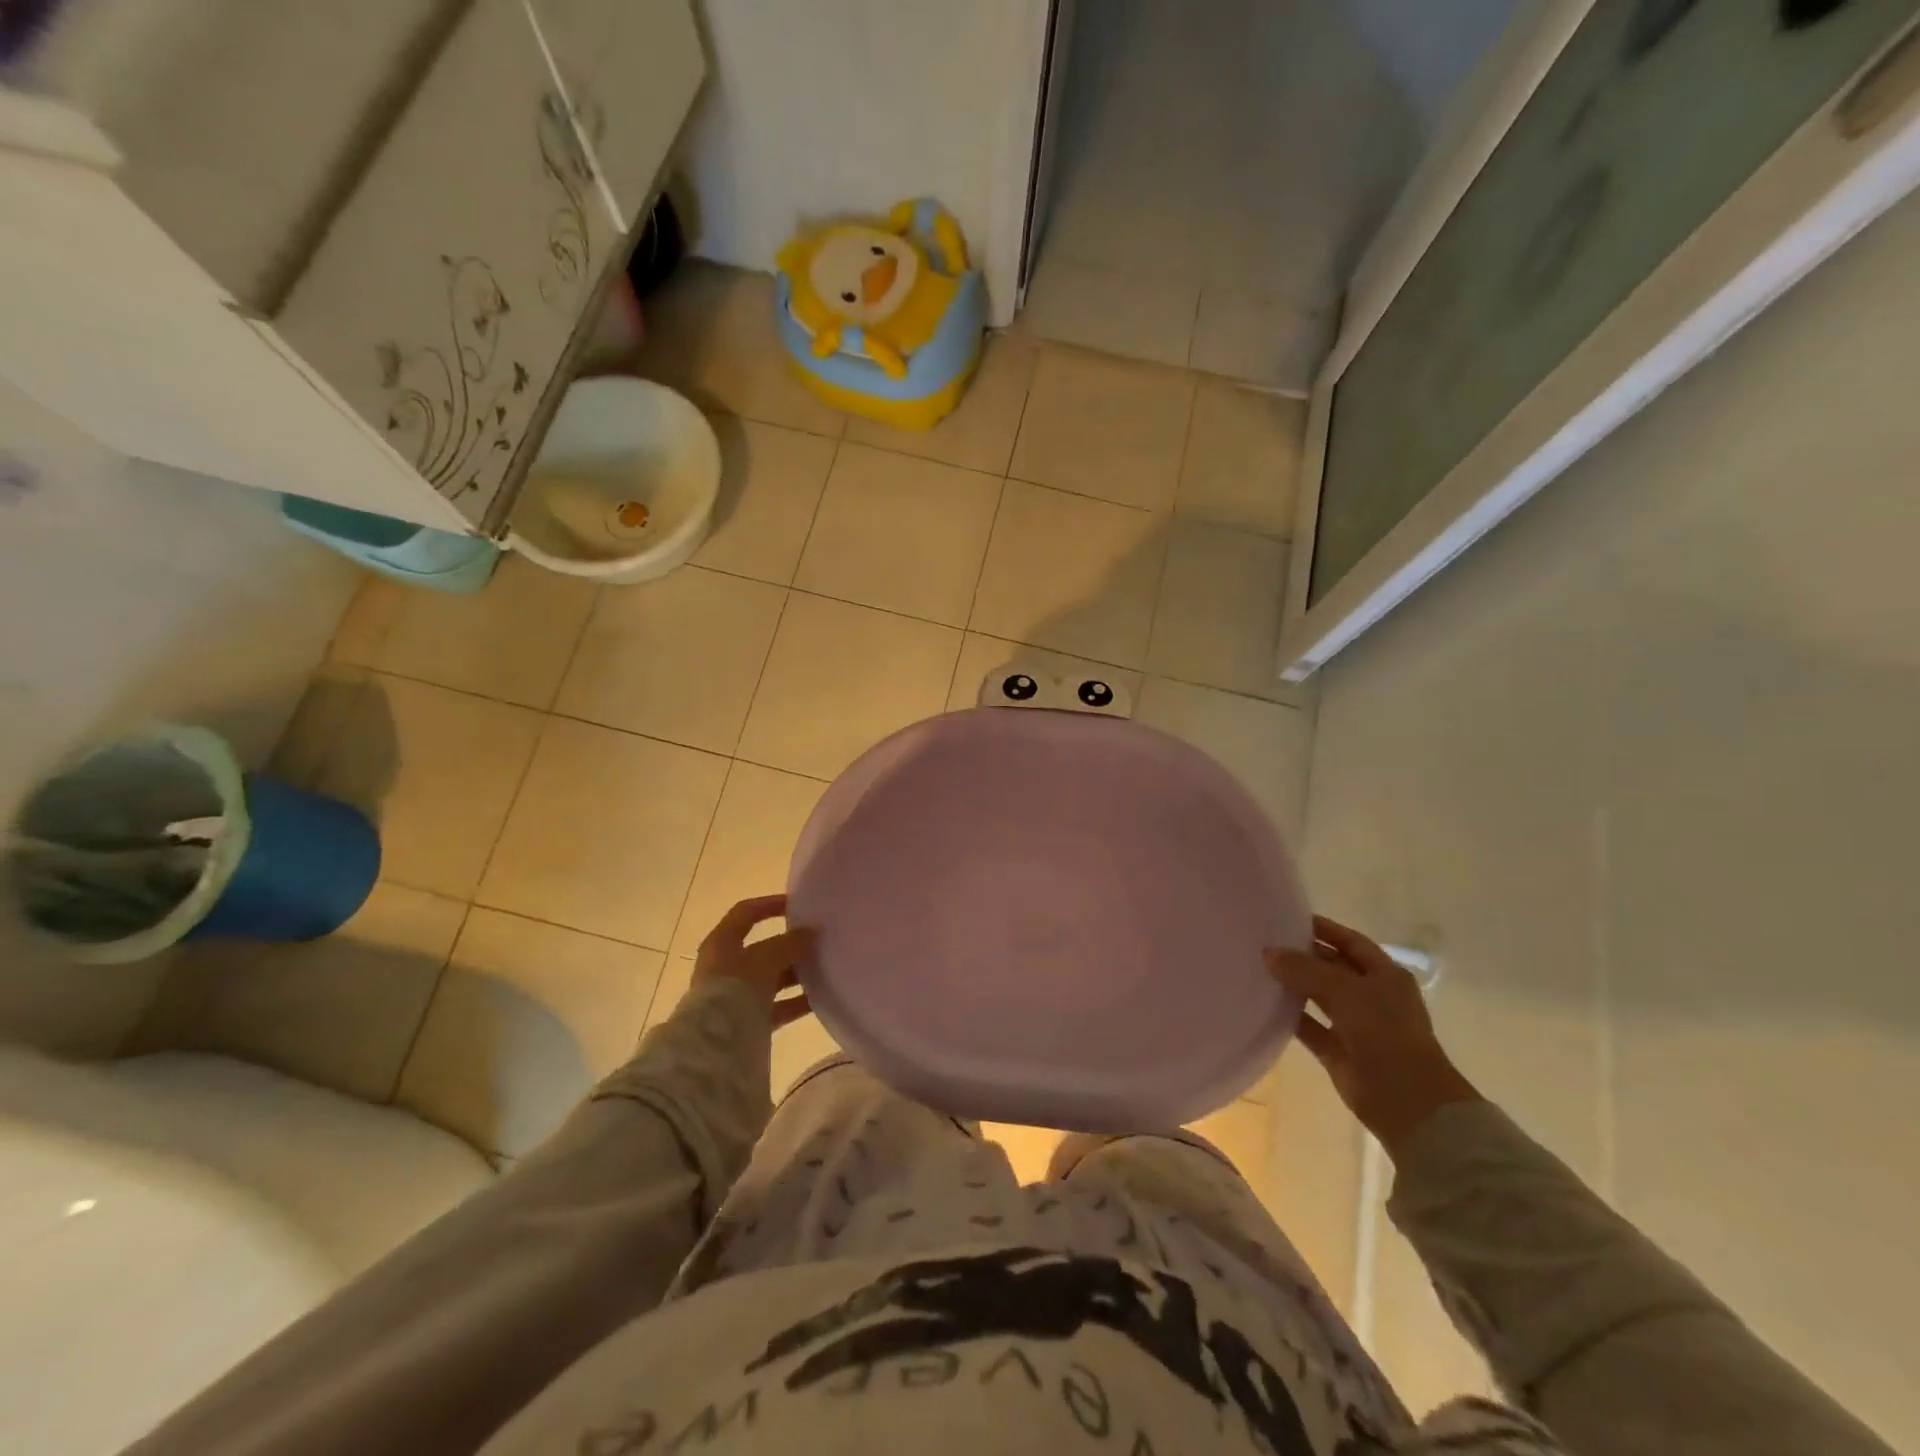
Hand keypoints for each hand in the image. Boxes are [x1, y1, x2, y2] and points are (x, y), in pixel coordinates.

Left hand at [692, 895, 815, 1027]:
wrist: (715, 1046)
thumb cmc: (736, 988)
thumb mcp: (766, 958)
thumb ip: (790, 943)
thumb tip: (812, 932)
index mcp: (722, 943)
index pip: (746, 913)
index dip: (770, 904)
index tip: (798, 905)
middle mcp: (725, 967)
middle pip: (762, 949)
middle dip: (790, 945)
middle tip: (819, 941)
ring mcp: (735, 996)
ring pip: (771, 979)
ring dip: (796, 974)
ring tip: (825, 969)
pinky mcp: (746, 1022)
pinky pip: (776, 1007)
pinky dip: (796, 1002)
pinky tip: (820, 999)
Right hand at [1265, 916, 1479, 1156]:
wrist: (1408, 1101)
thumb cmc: (1385, 1032)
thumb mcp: (1345, 991)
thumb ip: (1305, 969)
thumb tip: (1268, 953)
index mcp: (1384, 975)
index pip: (1349, 941)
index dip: (1323, 929)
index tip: (1288, 918)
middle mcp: (1371, 996)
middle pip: (1332, 967)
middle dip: (1303, 955)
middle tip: (1264, 942)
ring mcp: (1355, 1024)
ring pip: (1318, 996)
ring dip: (1294, 985)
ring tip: (1258, 968)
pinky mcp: (1338, 1051)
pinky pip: (1310, 1026)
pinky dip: (1290, 1016)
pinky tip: (1264, 1004)